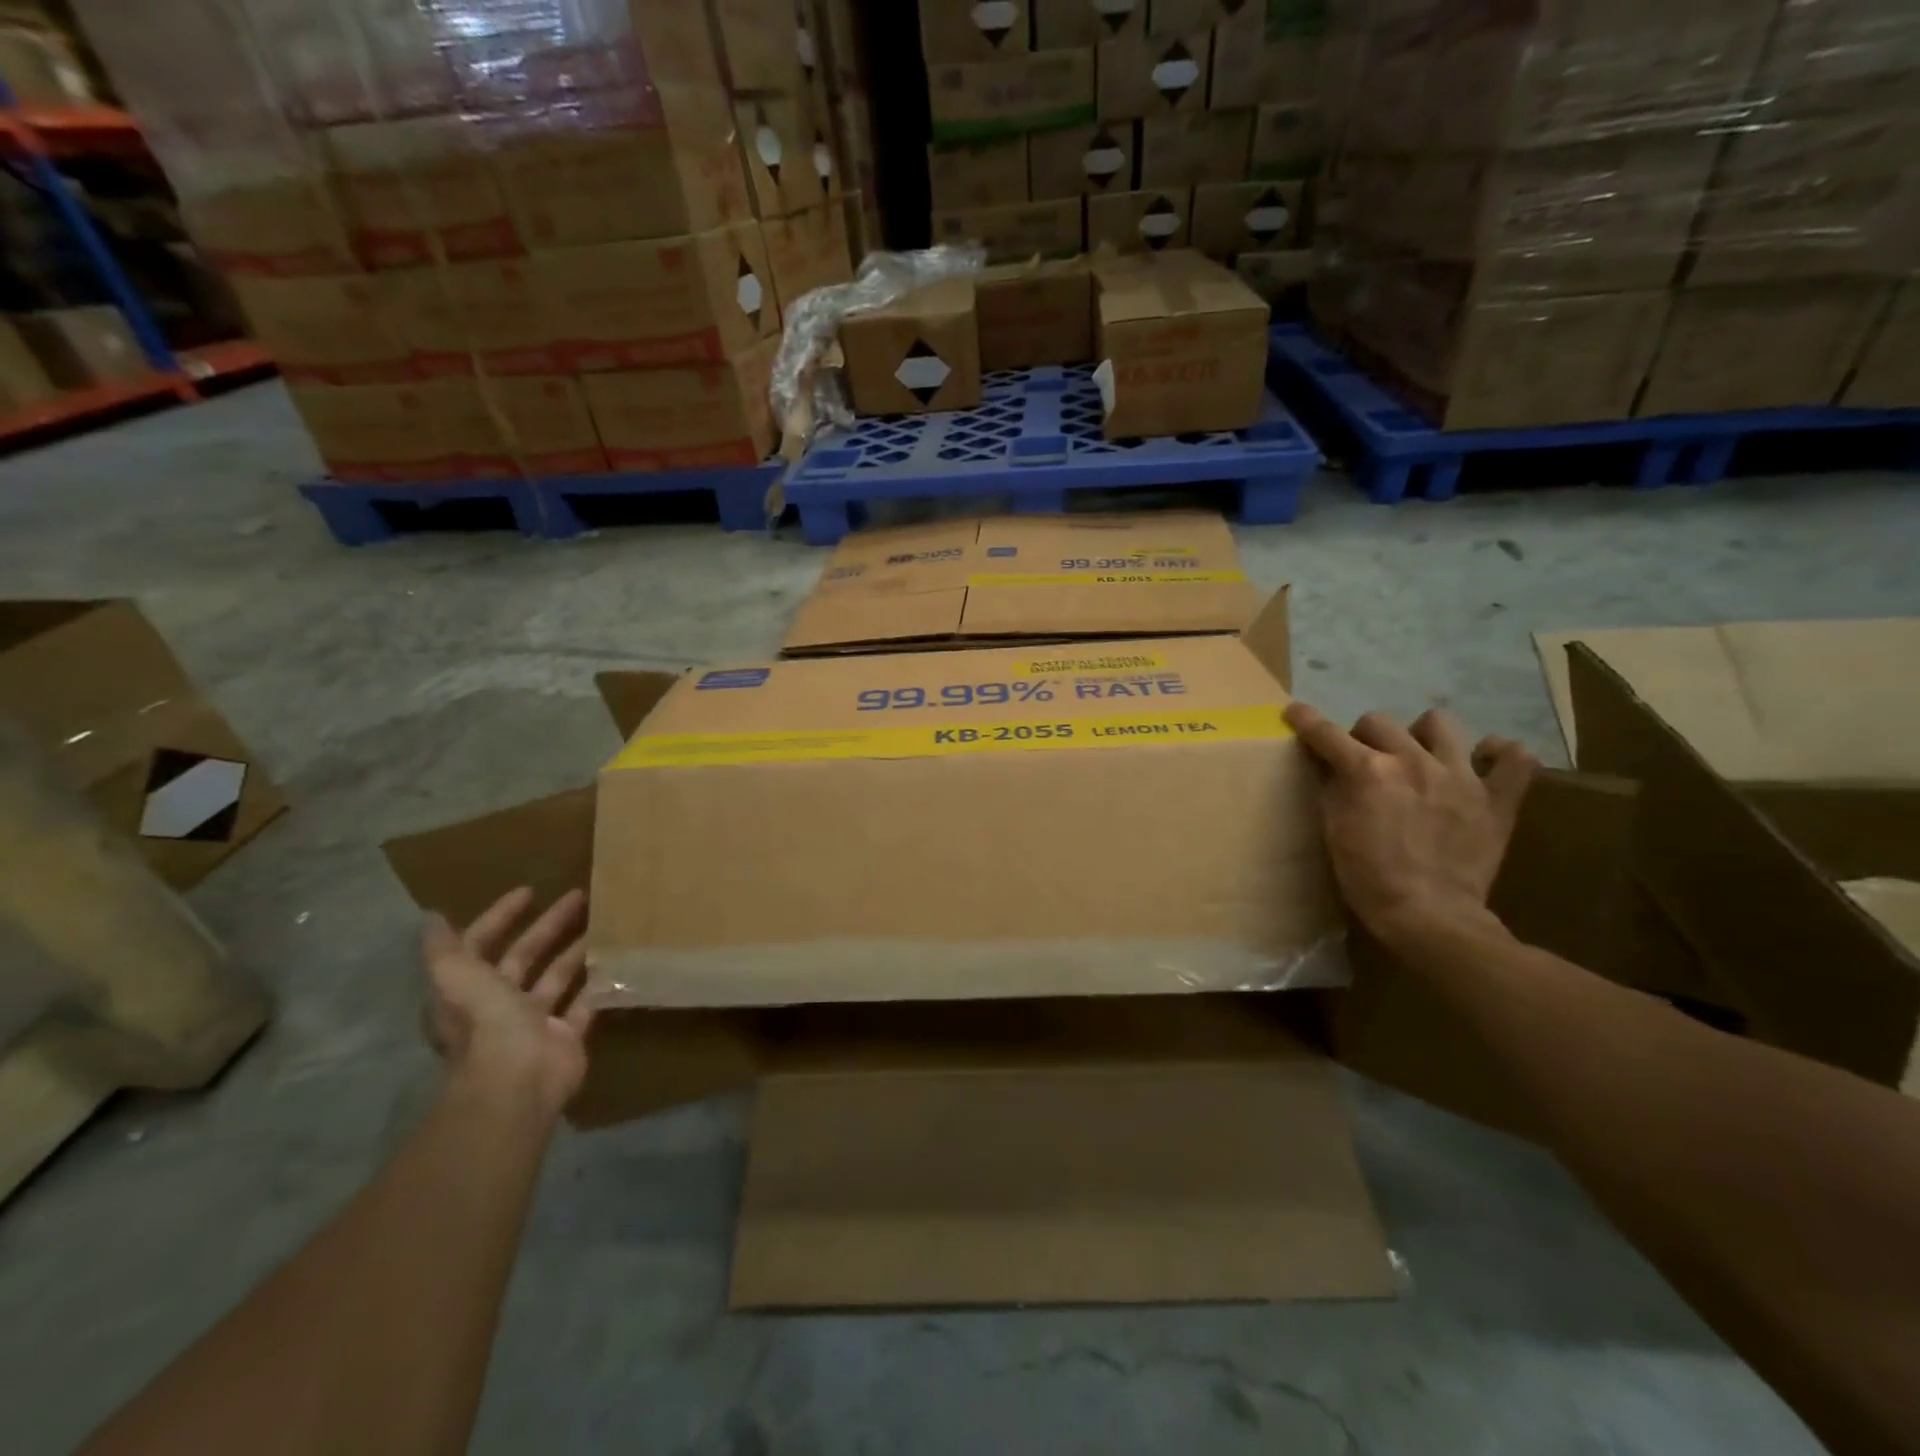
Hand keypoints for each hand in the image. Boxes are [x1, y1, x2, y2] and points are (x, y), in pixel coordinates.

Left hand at [421, 887, 594, 1114]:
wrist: (519, 1082)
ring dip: (576, 950)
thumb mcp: (457, 979)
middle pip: (525, 957)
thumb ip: (444, 950)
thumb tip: (430, 918)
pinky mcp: (566, 1036)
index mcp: (469, 991)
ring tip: (604, 922)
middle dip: (549, 925)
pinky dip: (598, 983)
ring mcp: (535, 1022)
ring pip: (557, 977)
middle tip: (579, 896)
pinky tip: (616, 960)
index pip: (481, 945)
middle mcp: (499, 1006)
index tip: (528, 891)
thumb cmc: (487, 1025)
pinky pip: (585, 1002)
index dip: (499, 917)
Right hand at [1286, 702, 1536, 949]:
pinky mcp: (1496, 799)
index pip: (1326, 733)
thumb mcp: (1333, 832)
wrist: (1430, 917)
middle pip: (1378, 722)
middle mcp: (1412, 762)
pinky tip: (1482, 763)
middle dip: (1362, 737)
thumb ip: (1331, 791)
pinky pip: (1513, 759)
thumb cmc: (1369, 878)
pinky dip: (1498, 755)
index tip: (1294, 713)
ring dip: (1421, 735)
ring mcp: (1460, 776)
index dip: (1305, 720)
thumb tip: (1326, 766)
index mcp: (1367, 771)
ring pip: (1440, 724)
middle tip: (1363, 762)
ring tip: (1419, 756)